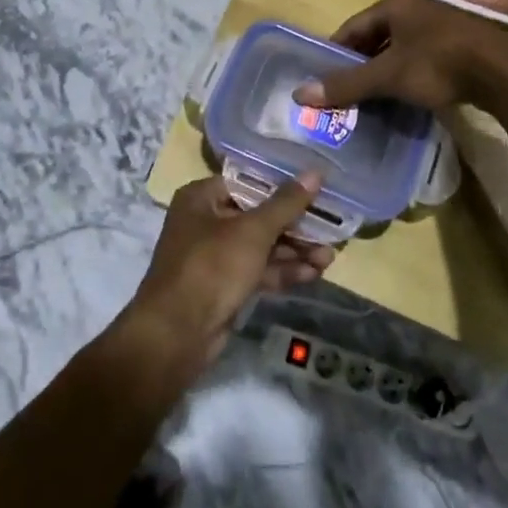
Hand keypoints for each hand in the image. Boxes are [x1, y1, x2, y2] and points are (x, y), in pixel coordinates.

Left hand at [121, 173, 334, 371]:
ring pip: (260, 246)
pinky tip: (313, 274)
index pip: (248, 182)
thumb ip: (286, 204)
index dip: (282, 186)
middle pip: (257, 216)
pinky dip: (282, 271)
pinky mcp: (223, 286)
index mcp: (201, 198)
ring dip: (293, 251)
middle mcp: (205, 222)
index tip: (316, 189)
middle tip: (330, 228)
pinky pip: (257, 271)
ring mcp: (214, 256)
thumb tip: (315, 173)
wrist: (177, 334)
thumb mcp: (253, 231)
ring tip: (330, 256)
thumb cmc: (212, 266)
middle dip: (294, 226)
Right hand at [293, 0, 507, 113]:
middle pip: (375, 36)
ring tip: (370, 98)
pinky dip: (407, 75)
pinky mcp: (459, 45)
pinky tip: (404, 96)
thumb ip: (347, 84)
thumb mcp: (388, 75)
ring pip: (399, 48)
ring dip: (383, 71)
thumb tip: (300, 93)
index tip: (322, 76)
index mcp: (394, 5)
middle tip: (344, 91)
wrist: (505, 72)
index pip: (352, 26)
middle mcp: (415, 9)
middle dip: (359, 63)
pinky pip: (421, 58)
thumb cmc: (438, 64)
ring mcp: (440, 26)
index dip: (335, 51)